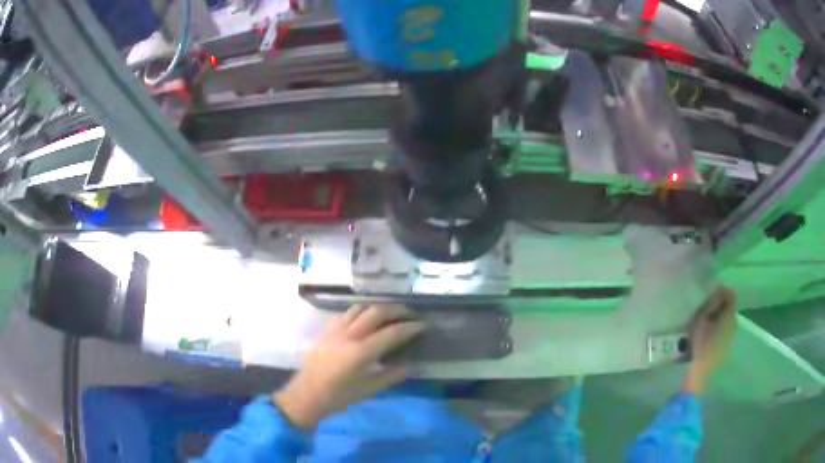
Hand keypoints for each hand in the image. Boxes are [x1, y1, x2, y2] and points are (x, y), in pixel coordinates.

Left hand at [273, 304, 425, 429]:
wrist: (307, 394)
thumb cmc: (339, 396)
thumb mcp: (369, 389)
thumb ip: (391, 375)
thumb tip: (409, 365)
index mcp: (361, 352)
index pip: (391, 333)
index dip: (410, 327)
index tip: (423, 324)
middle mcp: (349, 335)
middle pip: (376, 312)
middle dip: (396, 310)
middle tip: (409, 314)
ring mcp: (335, 330)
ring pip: (359, 308)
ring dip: (376, 308)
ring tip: (388, 315)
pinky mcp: (326, 330)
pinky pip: (346, 314)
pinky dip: (360, 313)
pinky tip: (364, 322)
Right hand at [683, 286, 736, 395]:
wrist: (701, 373)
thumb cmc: (701, 344)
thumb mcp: (701, 319)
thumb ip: (709, 304)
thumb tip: (715, 291)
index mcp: (730, 315)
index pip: (731, 295)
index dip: (722, 291)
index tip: (710, 294)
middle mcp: (735, 323)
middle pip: (729, 308)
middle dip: (719, 306)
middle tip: (705, 308)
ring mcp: (732, 337)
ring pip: (727, 321)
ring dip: (718, 319)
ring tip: (705, 323)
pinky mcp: (727, 348)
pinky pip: (724, 332)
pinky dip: (718, 330)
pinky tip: (707, 336)